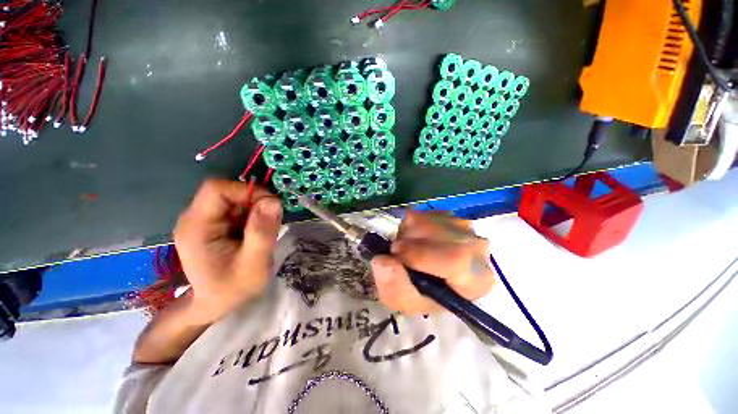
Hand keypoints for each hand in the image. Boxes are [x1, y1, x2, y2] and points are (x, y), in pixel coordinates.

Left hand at [173, 178, 282, 323]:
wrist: (217, 303)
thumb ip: (262, 232)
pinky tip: (256, 233)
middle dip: (255, 202)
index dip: (247, 191)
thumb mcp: (254, 264)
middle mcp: (195, 218)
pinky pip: (237, 207)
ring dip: (256, 210)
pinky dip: (253, 215)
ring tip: (263, 232)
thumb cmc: (233, 289)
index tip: (270, 207)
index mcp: (196, 227)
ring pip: (235, 198)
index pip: (217, 189)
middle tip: (270, 223)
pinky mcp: (214, 224)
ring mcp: (204, 220)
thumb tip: (274, 200)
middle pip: (227, 191)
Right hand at [371, 210, 495, 314]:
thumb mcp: (406, 302)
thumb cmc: (425, 295)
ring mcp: (464, 228)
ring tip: (406, 248)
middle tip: (395, 250)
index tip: (395, 253)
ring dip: (409, 232)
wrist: (433, 278)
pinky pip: (424, 213)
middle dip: (411, 240)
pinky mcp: (450, 215)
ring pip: (431, 220)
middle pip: (443, 235)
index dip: (422, 254)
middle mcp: (478, 249)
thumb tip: (381, 261)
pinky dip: (410, 224)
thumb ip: (395, 287)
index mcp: (477, 279)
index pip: (456, 260)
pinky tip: (413, 238)